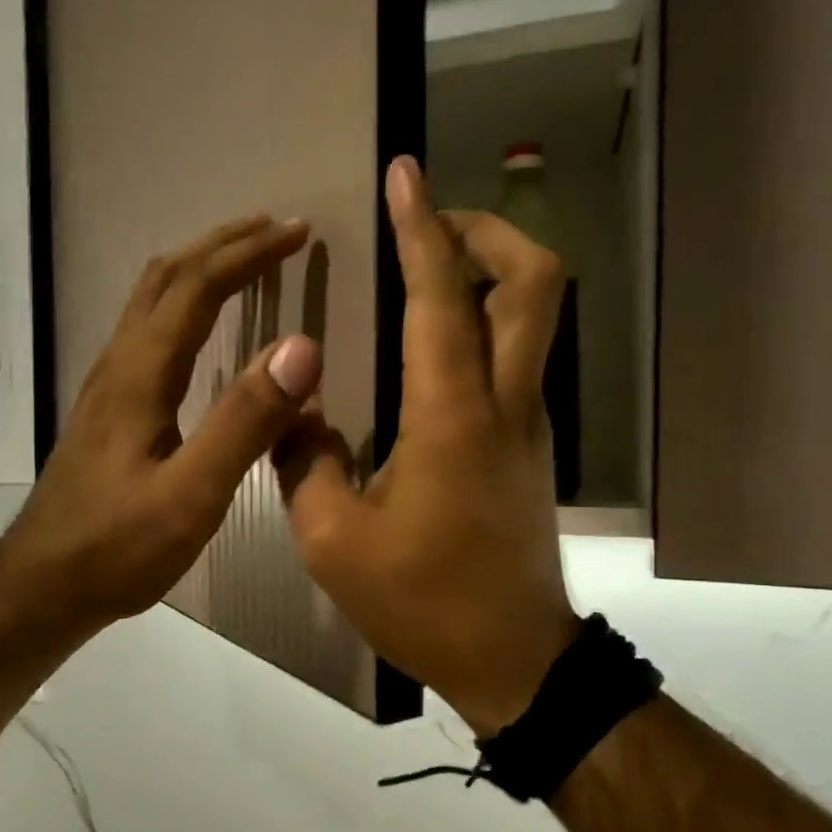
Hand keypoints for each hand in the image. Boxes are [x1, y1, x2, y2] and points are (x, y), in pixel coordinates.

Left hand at [0, 215, 322, 640]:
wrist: (42, 586)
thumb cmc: (117, 547)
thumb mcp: (191, 494)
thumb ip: (245, 422)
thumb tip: (301, 347)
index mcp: (141, 373)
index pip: (198, 287)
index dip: (249, 253)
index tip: (297, 232)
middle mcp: (119, 364)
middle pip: (166, 277)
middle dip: (223, 244)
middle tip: (274, 229)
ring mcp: (108, 385)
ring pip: (150, 300)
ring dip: (199, 267)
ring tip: (244, 261)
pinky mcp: (108, 410)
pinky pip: (146, 331)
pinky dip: (183, 304)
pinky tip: (200, 328)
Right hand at [275, 158, 576, 736]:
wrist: (514, 659)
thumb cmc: (423, 601)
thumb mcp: (334, 541)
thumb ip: (305, 463)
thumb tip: (295, 411)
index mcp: (451, 417)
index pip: (442, 297)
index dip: (422, 228)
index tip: (404, 173)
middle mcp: (503, 403)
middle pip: (535, 281)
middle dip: (490, 231)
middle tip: (432, 226)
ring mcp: (528, 422)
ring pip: (536, 317)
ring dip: (491, 273)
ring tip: (428, 273)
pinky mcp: (528, 445)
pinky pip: (518, 358)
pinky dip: (485, 324)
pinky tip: (433, 349)